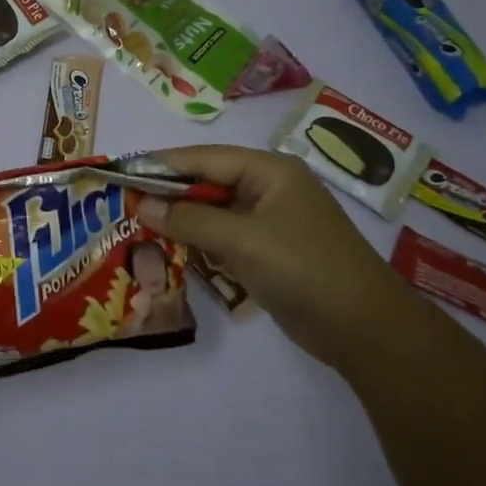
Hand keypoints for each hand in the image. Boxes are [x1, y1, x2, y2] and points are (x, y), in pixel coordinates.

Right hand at [134, 145, 435, 372]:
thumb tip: (140, 203)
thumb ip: (188, 220)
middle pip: (207, 182)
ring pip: (213, 211)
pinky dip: (197, 239)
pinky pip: (223, 235)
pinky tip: (169, 246)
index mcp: (269, 171)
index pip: (203, 158)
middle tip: (123, 201)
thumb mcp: (241, 239)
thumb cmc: (303, 268)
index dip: (161, 165)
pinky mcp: (268, 251)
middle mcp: (268, 188)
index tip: (121, 172)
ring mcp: (270, 221)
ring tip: (136, 222)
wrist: (364, 328)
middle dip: (167, 192)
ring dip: (180, 218)